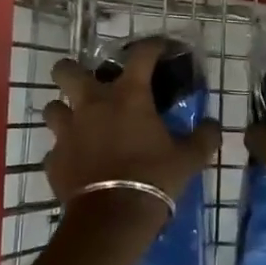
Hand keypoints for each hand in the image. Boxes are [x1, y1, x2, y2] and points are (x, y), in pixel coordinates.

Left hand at [42, 40, 221, 206]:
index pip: (140, 55)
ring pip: (52, 107)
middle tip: (90, 84)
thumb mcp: (189, 159)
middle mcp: (91, 105)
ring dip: (64, 111)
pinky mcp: (53, 160)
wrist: (112, 218)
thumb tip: (213, 125)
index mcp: (128, 97)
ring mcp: (67, 132)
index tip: (160, 48)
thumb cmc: (154, 178)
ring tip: (79, 123)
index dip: (152, 46)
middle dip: (73, 71)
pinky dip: (65, 152)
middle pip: (66, 70)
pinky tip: (78, 162)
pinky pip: (55, 149)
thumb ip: (203, 138)